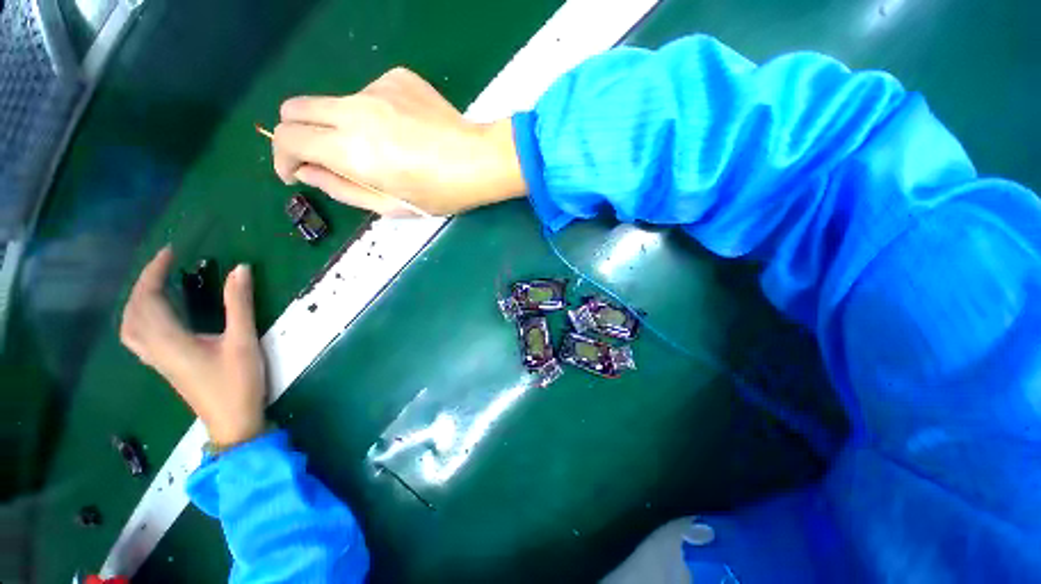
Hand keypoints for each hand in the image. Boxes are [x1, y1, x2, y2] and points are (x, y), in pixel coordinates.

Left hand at [120, 247, 266, 445]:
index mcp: (170, 340)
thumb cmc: (238, 382)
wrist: (232, 421)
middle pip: (134, 310)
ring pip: (130, 325)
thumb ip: (239, 304)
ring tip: (155, 286)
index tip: (171, 251)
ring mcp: (156, 360)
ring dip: (137, 300)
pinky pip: (137, 337)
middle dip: (145, 282)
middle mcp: (155, 348)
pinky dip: (139, 318)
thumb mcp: (243, 341)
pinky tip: (155, 317)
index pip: (149, 298)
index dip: (155, 272)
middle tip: (165, 264)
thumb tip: (240, 269)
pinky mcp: (164, 367)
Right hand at [272, 67, 526, 216]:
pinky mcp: (397, 78)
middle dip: (297, 134)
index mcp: (352, 149)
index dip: (283, 158)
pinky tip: (402, 131)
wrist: (480, 161)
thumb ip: (343, 189)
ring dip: (341, 126)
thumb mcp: (391, 206)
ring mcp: (376, 88)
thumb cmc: (441, 193)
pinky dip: (372, 114)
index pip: (287, 138)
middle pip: (295, 107)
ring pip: (334, 102)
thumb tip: (308, 171)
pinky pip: (368, 95)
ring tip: (382, 149)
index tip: (296, 172)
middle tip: (323, 157)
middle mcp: (355, 110)